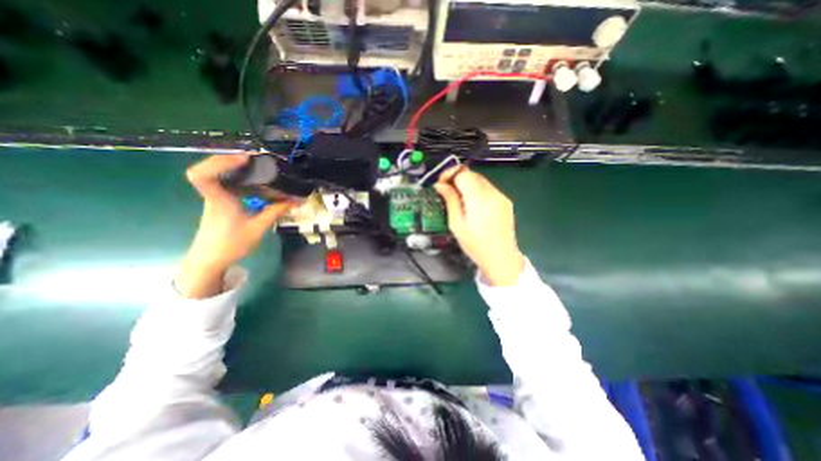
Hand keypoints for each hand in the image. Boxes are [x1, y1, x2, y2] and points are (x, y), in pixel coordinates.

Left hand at [174, 155, 296, 298]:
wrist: (210, 259)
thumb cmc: (231, 244)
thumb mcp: (258, 228)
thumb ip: (275, 212)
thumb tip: (294, 200)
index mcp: (219, 200)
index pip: (202, 175)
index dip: (219, 162)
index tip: (243, 159)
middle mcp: (214, 195)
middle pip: (210, 168)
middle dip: (231, 159)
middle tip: (255, 159)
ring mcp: (215, 198)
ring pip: (218, 175)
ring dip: (235, 167)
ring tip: (257, 166)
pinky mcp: (219, 202)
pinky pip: (226, 184)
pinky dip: (238, 178)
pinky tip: (254, 182)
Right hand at [436, 168, 525, 286]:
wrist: (501, 258)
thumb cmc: (475, 245)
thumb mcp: (456, 224)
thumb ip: (450, 201)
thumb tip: (440, 185)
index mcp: (478, 198)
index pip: (463, 173)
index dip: (449, 174)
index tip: (440, 184)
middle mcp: (492, 192)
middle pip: (472, 174)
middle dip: (457, 179)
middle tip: (446, 192)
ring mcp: (501, 196)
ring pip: (480, 180)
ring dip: (467, 185)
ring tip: (458, 200)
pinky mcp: (505, 201)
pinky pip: (488, 189)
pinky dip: (477, 191)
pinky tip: (473, 206)